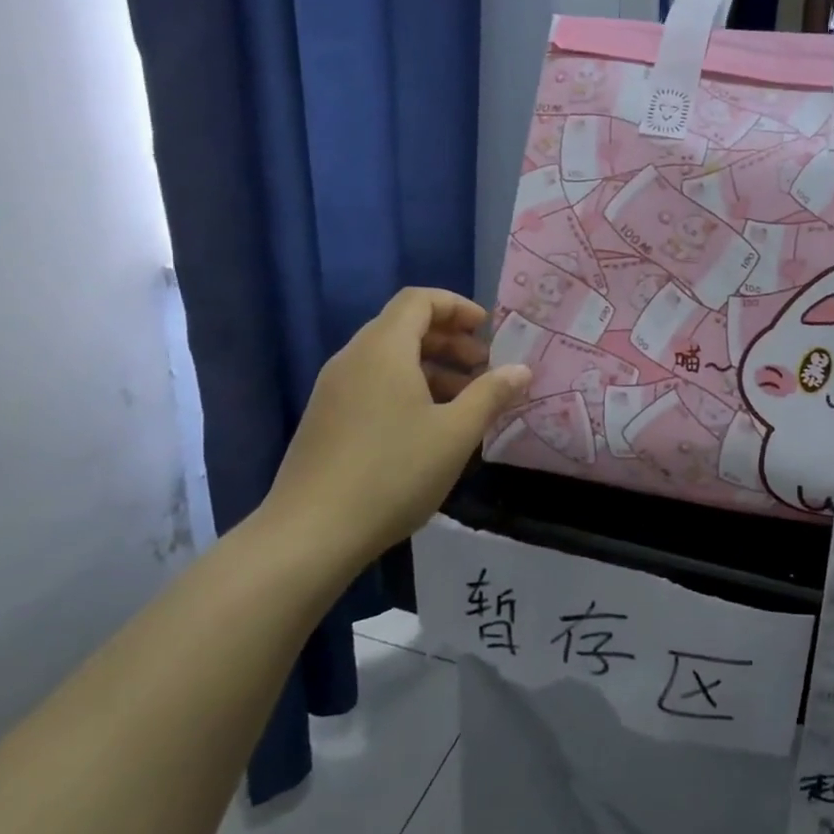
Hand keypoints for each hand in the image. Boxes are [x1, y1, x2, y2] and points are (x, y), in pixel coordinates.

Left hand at [259, 288, 529, 566]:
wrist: (311, 533)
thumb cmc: (393, 472)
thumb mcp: (456, 433)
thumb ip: (491, 394)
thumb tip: (522, 369)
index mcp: (383, 349)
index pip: (419, 300)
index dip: (456, 305)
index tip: (487, 329)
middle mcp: (353, 358)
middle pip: (403, 326)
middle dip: (449, 340)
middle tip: (483, 367)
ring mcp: (333, 389)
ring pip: (388, 358)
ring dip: (430, 367)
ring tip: (463, 400)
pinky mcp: (325, 418)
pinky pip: (372, 383)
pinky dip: (406, 387)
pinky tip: (427, 426)